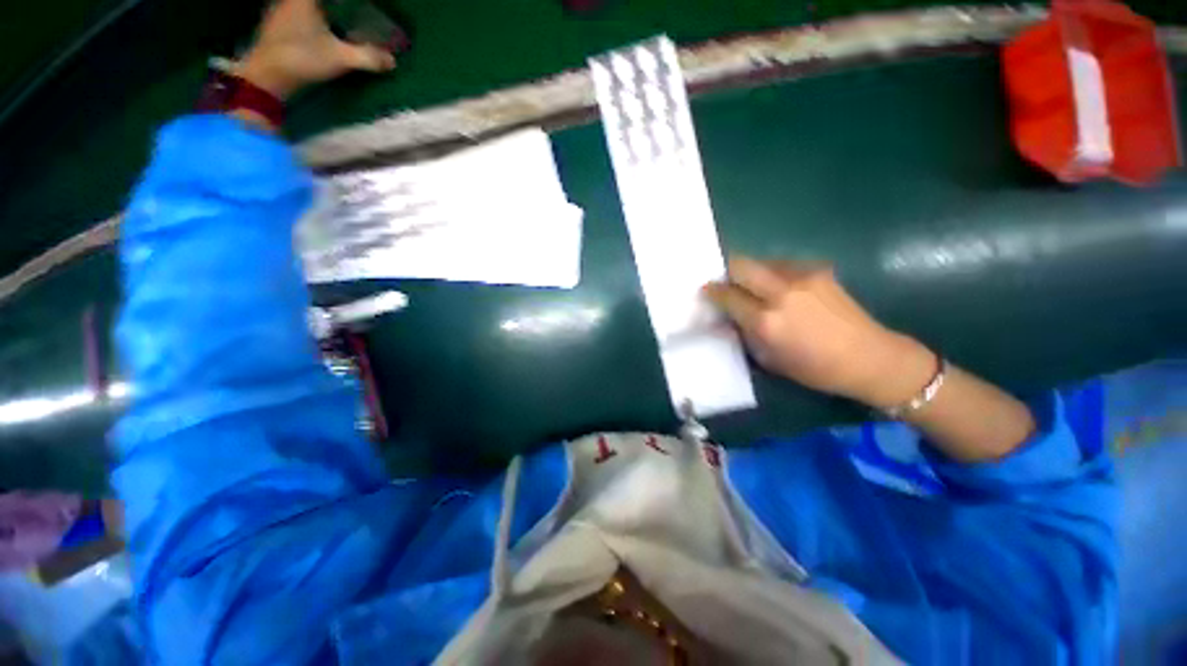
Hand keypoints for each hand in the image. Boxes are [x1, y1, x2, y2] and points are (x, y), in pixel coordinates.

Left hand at [236, 0, 395, 100]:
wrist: (266, 77)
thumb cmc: (302, 58)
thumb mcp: (340, 58)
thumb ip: (368, 57)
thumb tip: (392, 61)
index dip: (348, 3)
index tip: (359, 6)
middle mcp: (290, 0)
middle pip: (316, 2)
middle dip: (336, 7)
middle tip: (350, 12)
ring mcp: (279, 11)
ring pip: (304, 7)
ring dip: (321, 12)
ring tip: (338, 20)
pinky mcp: (275, 26)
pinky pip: (296, 14)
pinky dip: (310, 19)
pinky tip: (319, 30)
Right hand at [704, 257, 934, 408]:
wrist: (870, 357)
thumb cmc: (814, 368)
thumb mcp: (769, 359)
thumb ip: (744, 333)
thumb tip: (726, 317)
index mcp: (766, 321)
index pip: (727, 296)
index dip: (712, 291)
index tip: (706, 290)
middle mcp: (781, 293)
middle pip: (741, 265)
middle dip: (727, 271)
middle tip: (724, 281)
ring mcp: (802, 277)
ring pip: (762, 262)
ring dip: (751, 272)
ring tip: (752, 286)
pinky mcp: (819, 270)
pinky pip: (783, 265)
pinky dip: (772, 273)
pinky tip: (779, 288)